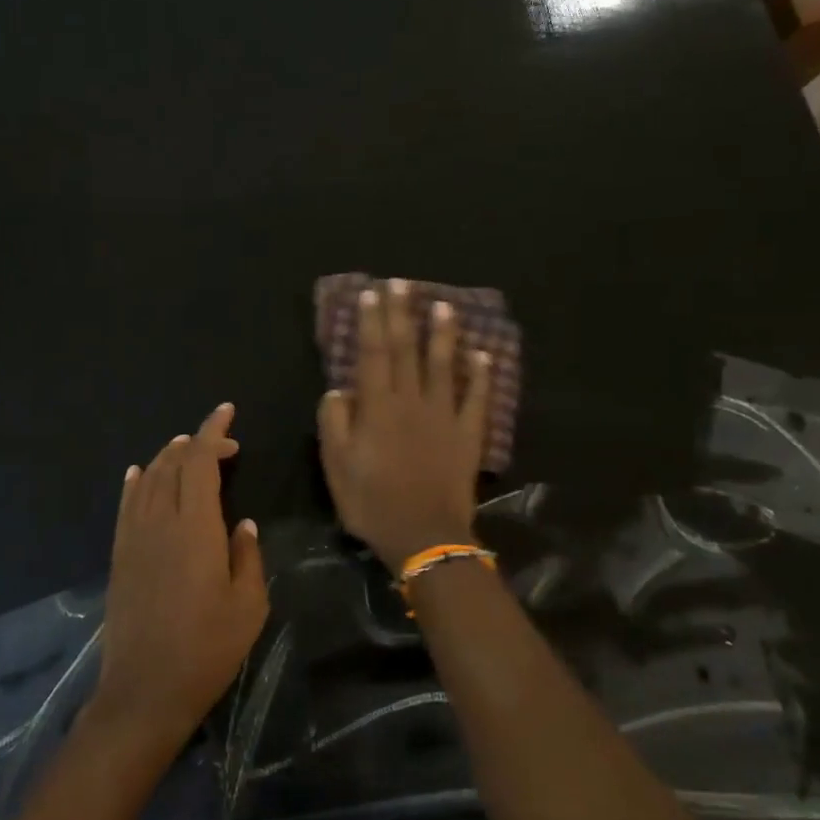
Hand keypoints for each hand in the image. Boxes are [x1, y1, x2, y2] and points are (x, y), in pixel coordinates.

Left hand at [91, 403, 268, 750]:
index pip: (199, 461)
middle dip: (198, 443)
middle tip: (226, 445)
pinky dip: (135, 482)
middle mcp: (159, 521)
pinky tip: (139, 474)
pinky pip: (126, 504)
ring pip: (147, 478)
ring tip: (188, 451)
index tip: (228, 414)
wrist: (144, 691)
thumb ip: (247, 556)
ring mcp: (133, 537)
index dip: (214, 432)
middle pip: (172, 463)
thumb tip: (242, 524)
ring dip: (168, 457)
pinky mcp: (119, 555)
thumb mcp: (248, 606)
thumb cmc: (207, 650)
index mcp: (195, 527)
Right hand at [318, 280, 492, 571]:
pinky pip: (477, 398)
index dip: (372, 321)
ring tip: (443, 305)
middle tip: (403, 283)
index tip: (372, 292)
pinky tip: (484, 353)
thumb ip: (335, 423)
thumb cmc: (373, 503)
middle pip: (406, 349)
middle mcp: (412, 401)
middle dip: (402, 314)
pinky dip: (482, 374)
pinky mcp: (468, 434)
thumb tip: (339, 390)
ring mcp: (445, 416)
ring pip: (444, 365)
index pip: (373, 354)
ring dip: (442, 333)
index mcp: (378, 407)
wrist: (425, 536)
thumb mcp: (337, 467)